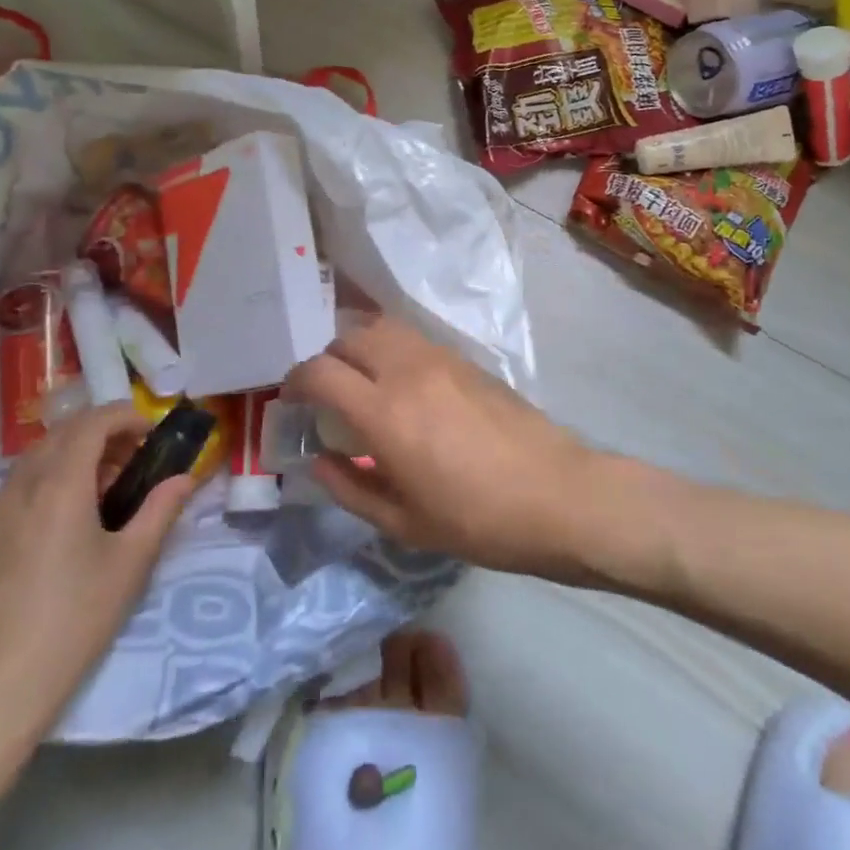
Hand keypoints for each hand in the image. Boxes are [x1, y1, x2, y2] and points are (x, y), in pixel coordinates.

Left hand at [0, 403, 192, 763]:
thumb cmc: (71, 624)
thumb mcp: (129, 566)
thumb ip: (160, 511)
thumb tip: (185, 478)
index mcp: (58, 485)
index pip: (92, 422)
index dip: (126, 416)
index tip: (153, 433)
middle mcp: (20, 487)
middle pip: (62, 434)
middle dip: (102, 433)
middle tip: (135, 460)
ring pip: (38, 459)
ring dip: (75, 455)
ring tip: (106, 491)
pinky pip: (19, 487)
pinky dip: (50, 480)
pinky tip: (69, 523)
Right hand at [284, 317, 596, 574]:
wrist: (557, 495)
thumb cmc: (477, 520)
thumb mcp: (403, 522)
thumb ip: (349, 488)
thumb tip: (318, 460)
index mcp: (384, 413)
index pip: (319, 371)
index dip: (295, 381)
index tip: (292, 400)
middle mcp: (406, 370)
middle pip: (347, 337)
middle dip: (326, 360)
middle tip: (327, 394)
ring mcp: (439, 357)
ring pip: (381, 326)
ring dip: (359, 346)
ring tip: (363, 383)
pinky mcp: (465, 358)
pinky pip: (412, 337)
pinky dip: (391, 348)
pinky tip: (403, 384)